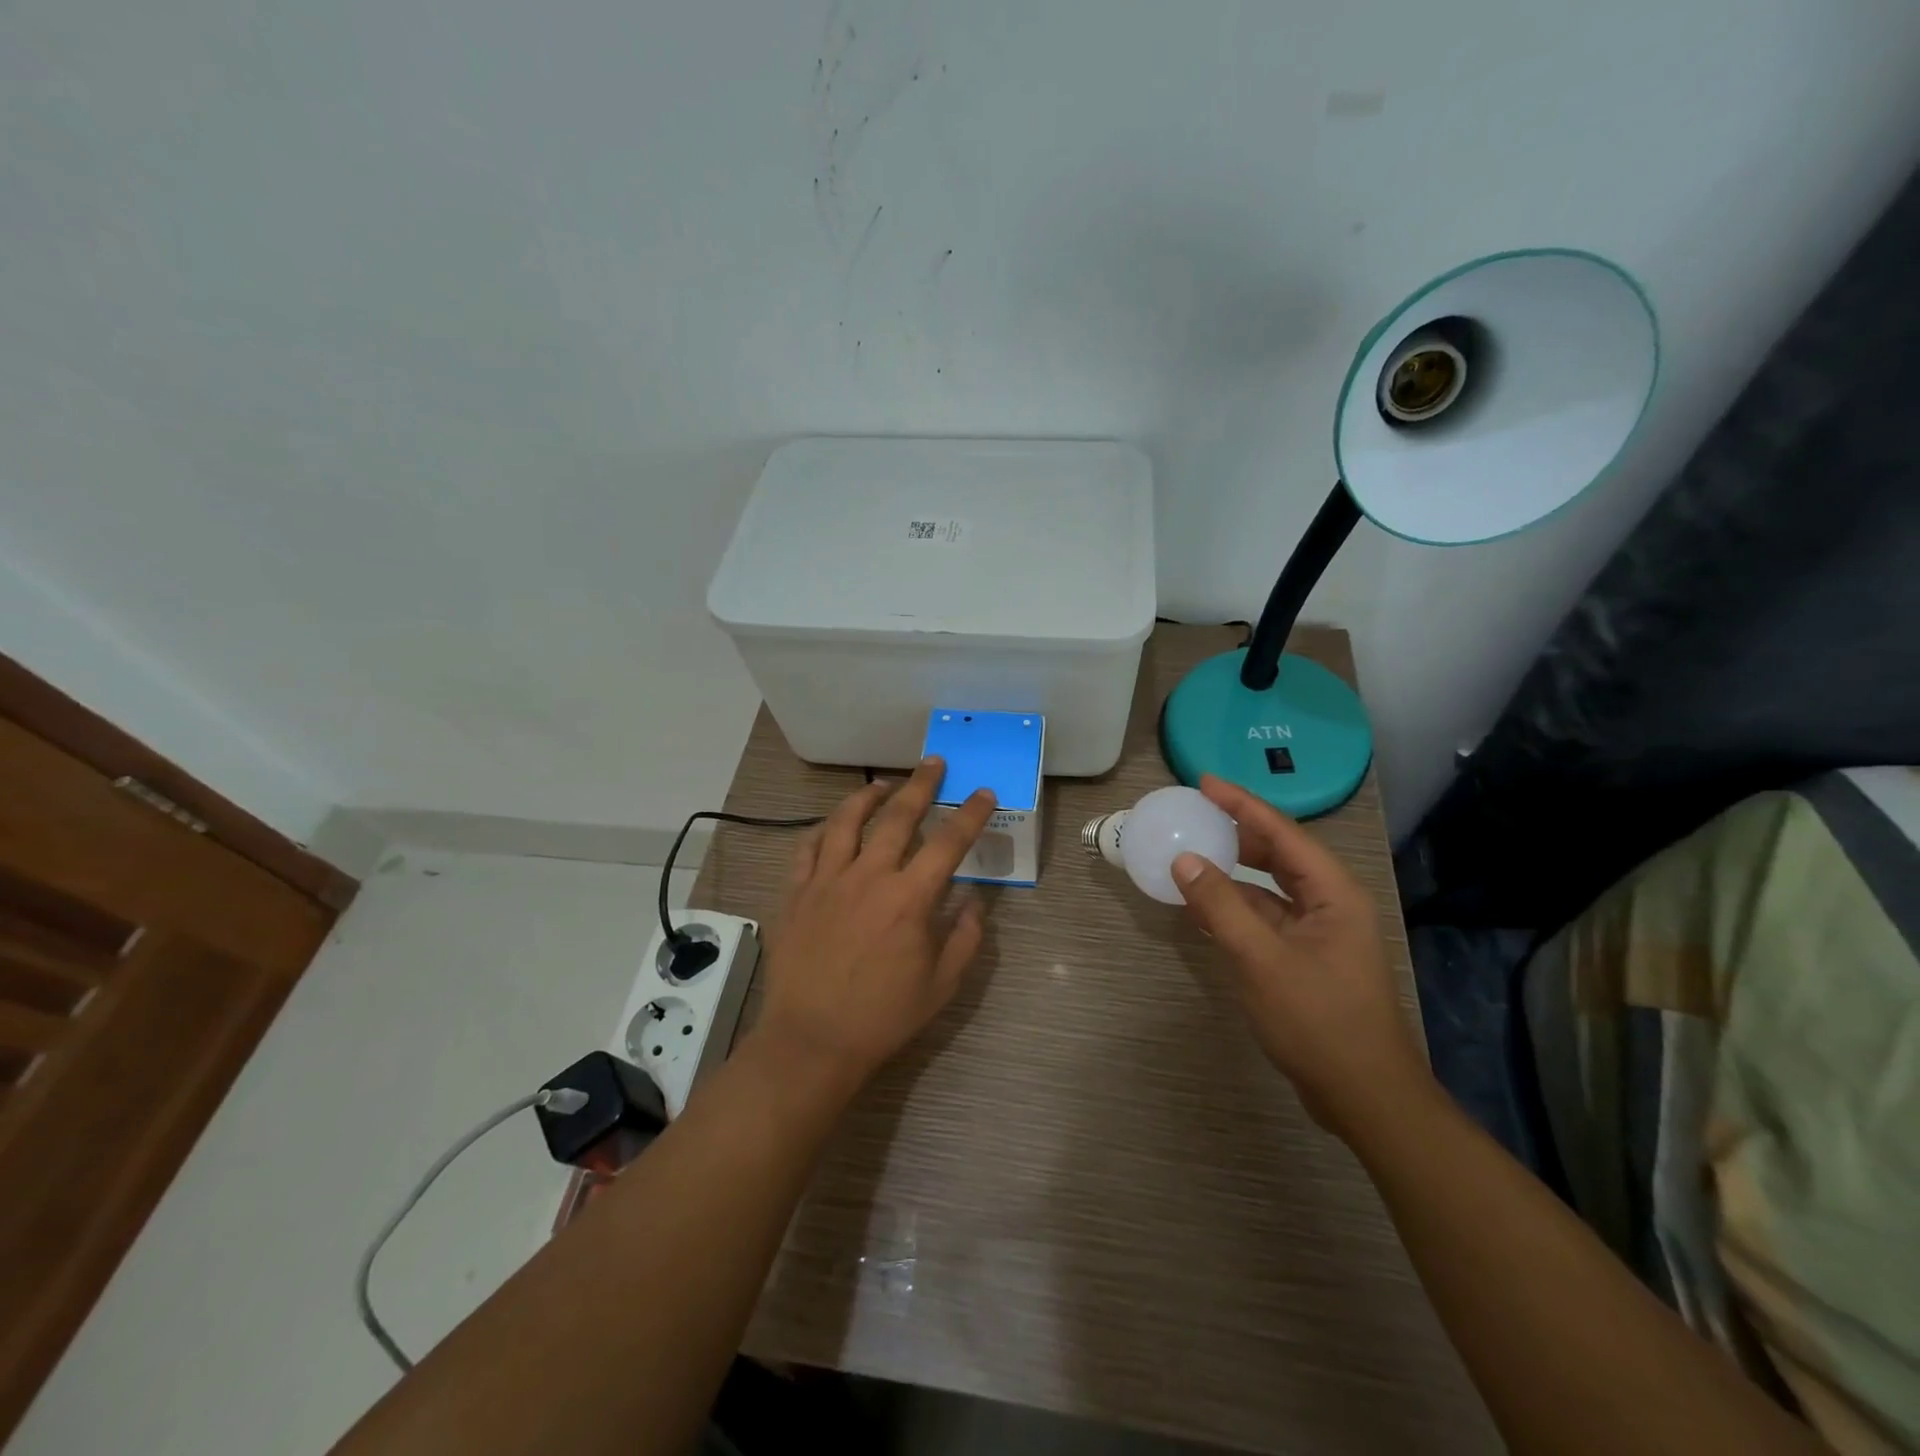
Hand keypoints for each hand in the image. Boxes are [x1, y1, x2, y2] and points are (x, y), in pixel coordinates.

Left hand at [752, 758, 995, 1094]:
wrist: (812, 1040)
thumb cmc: (882, 1017)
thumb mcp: (941, 985)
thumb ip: (966, 938)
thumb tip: (976, 902)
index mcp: (910, 899)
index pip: (949, 843)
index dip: (970, 814)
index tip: (983, 792)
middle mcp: (869, 877)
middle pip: (898, 817)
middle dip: (922, 786)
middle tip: (934, 763)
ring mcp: (827, 881)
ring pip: (847, 821)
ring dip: (869, 797)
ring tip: (884, 784)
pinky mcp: (797, 892)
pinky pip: (808, 848)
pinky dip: (823, 829)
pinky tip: (833, 825)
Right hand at [1171, 774, 1433, 1136]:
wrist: (1364, 1096)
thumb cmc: (1318, 1021)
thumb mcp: (1261, 960)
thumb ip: (1220, 906)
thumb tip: (1184, 859)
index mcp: (1332, 892)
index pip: (1282, 832)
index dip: (1241, 803)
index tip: (1204, 782)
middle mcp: (1330, 903)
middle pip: (1280, 853)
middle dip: (1238, 831)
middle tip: (1195, 813)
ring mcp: (1320, 933)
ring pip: (1271, 887)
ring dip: (1235, 871)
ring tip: (1193, 853)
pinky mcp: (1307, 958)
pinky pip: (1266, 917)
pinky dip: (1237, 907)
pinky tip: (1206, 907)